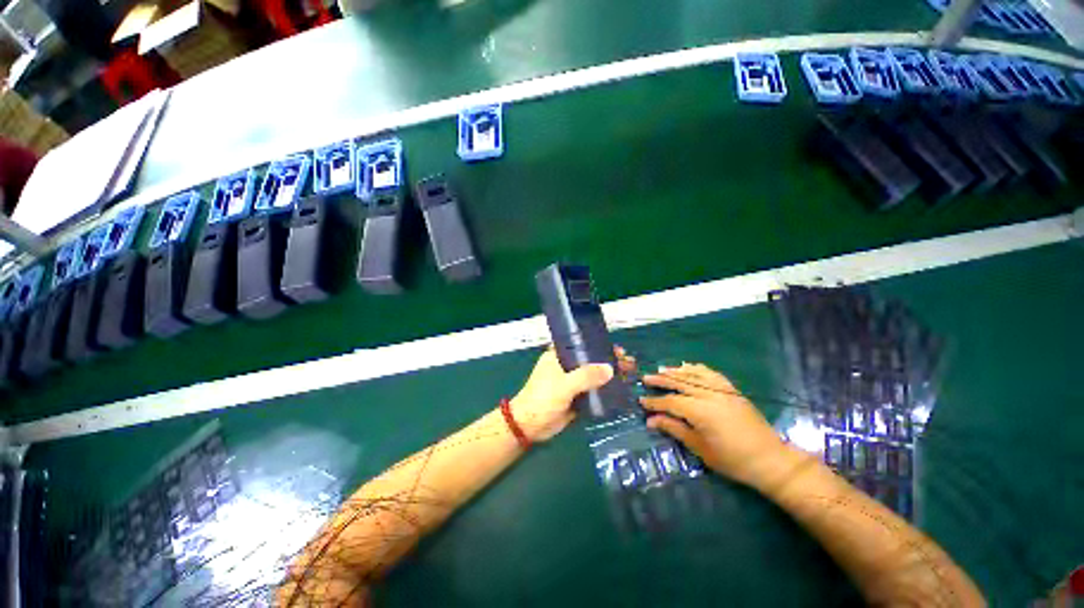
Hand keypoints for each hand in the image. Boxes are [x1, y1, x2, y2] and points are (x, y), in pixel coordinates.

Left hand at [511, 347, 635, 441]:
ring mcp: (572, 382)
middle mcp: (566, 366)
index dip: (598, 344)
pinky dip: (606, 390)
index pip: (581, 345)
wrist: (530, 426)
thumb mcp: (564, 385)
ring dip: (609, 375)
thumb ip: (586, 376)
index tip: (616, 347)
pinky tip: (621, 390)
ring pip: (594, 376)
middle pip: (591, 360)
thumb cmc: (542, 398)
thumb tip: (610, 369)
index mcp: (558, 356)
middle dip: (608, 360)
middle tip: (628, 361)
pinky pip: (593, 391)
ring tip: (629, 373)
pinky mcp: (576, 397)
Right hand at [641, 363, 790, 488]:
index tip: (641, 401)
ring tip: (662, 370)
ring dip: (676, 371)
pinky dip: (697, 369)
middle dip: (661, 380)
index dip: (655, 402)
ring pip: (694, 374)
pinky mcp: (732, 390)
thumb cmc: (732, 460)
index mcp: (700, 411)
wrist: (770, 459)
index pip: (671, 401)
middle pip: (680, 382)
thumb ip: (674, 429)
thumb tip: (651, 421)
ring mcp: (722, 390)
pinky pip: (711, 373)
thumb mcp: (700, 448)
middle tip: (646, 378)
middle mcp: (710, 395)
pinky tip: (688, 367)